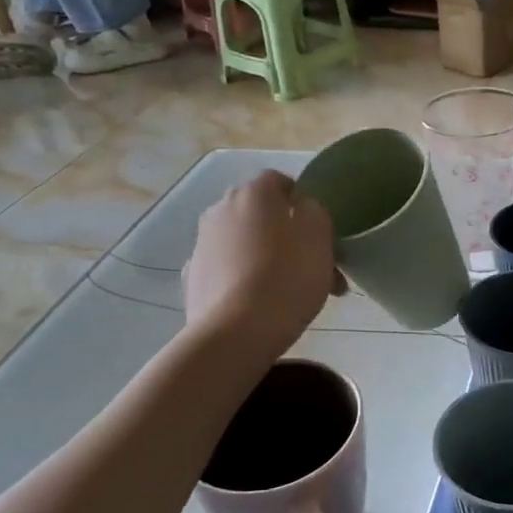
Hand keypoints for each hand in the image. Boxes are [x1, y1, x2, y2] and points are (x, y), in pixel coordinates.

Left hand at [185, 172, 340, 358]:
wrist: (238, 331)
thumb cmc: (288, 276)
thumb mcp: (319, 236)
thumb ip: (314, 211)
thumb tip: (301, 207)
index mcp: (254, 193)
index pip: (280, 181)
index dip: (301, 202)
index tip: (318, 230)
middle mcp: (221, 208)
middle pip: (261, 214)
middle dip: (286, 234)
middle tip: (312, 265)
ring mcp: (202, 244)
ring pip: (244, 243)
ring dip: (265, 256)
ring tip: (289, 290)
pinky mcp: (193, 277)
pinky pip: (227, 270)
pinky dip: (242, 279)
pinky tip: (259, 303)